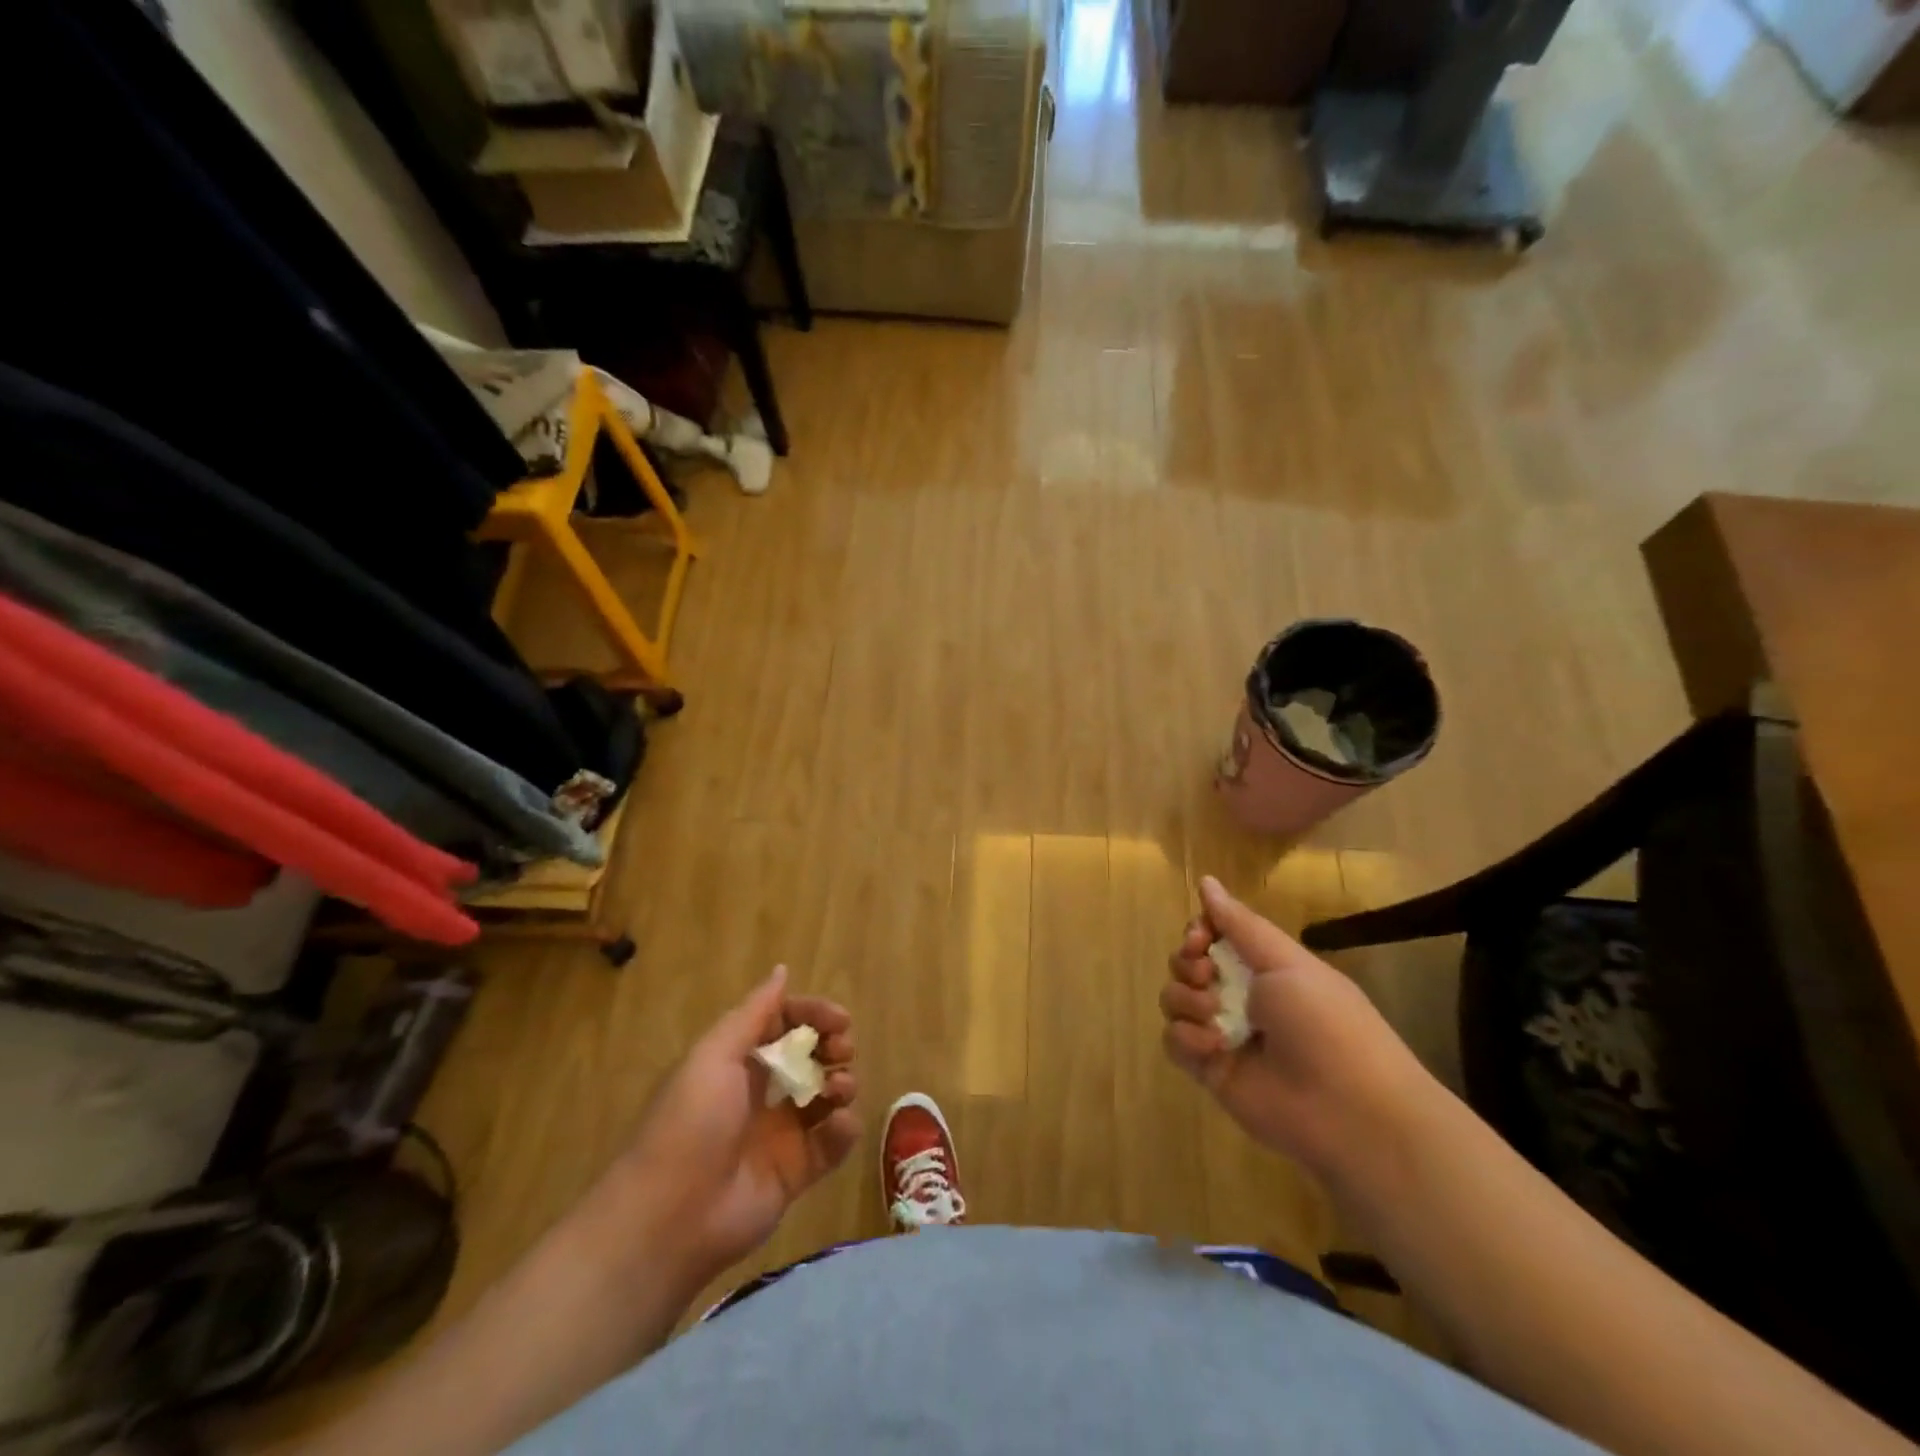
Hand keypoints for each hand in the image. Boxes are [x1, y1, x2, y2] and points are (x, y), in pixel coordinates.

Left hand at [609, 966, 858, 1290]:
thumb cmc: (691, 1121)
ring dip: (843, 1083)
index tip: (840, 1020)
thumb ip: (754, 1013)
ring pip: (827, 1096)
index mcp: (739, 1060)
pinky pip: (832, 1143)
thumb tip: (781, 970)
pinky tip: (839, 1125)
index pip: (785, 1022)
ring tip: (839, 1089)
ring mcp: (781, 1133)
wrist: (670, 1217)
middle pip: (812, 1056)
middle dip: (834, 1046)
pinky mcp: (796, 1172)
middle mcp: (762, 1091)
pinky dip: (844, 1130)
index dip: (813, 1015)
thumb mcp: (715, 1055)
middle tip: (841, 1051)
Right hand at [1159, 876, 1429, 1178]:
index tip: (1199, 938)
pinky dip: (1186, 1038)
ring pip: (1174, 999)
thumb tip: (1205, 880)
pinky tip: (1213, 1047)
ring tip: (1215, 1016)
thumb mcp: (1287, 962)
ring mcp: (1222, 1033)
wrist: (1348, 1110)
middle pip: (1186, 964)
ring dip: (1186, 1000)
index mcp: (1263, 967)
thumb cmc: (1325, 1023)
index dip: (1197, 931)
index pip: (1212, 935)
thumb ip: (1239, 924)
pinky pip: (1173, 1040)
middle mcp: (1239, 996)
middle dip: (1187, 963)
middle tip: (1206, 976)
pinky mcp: (1209, 1069)